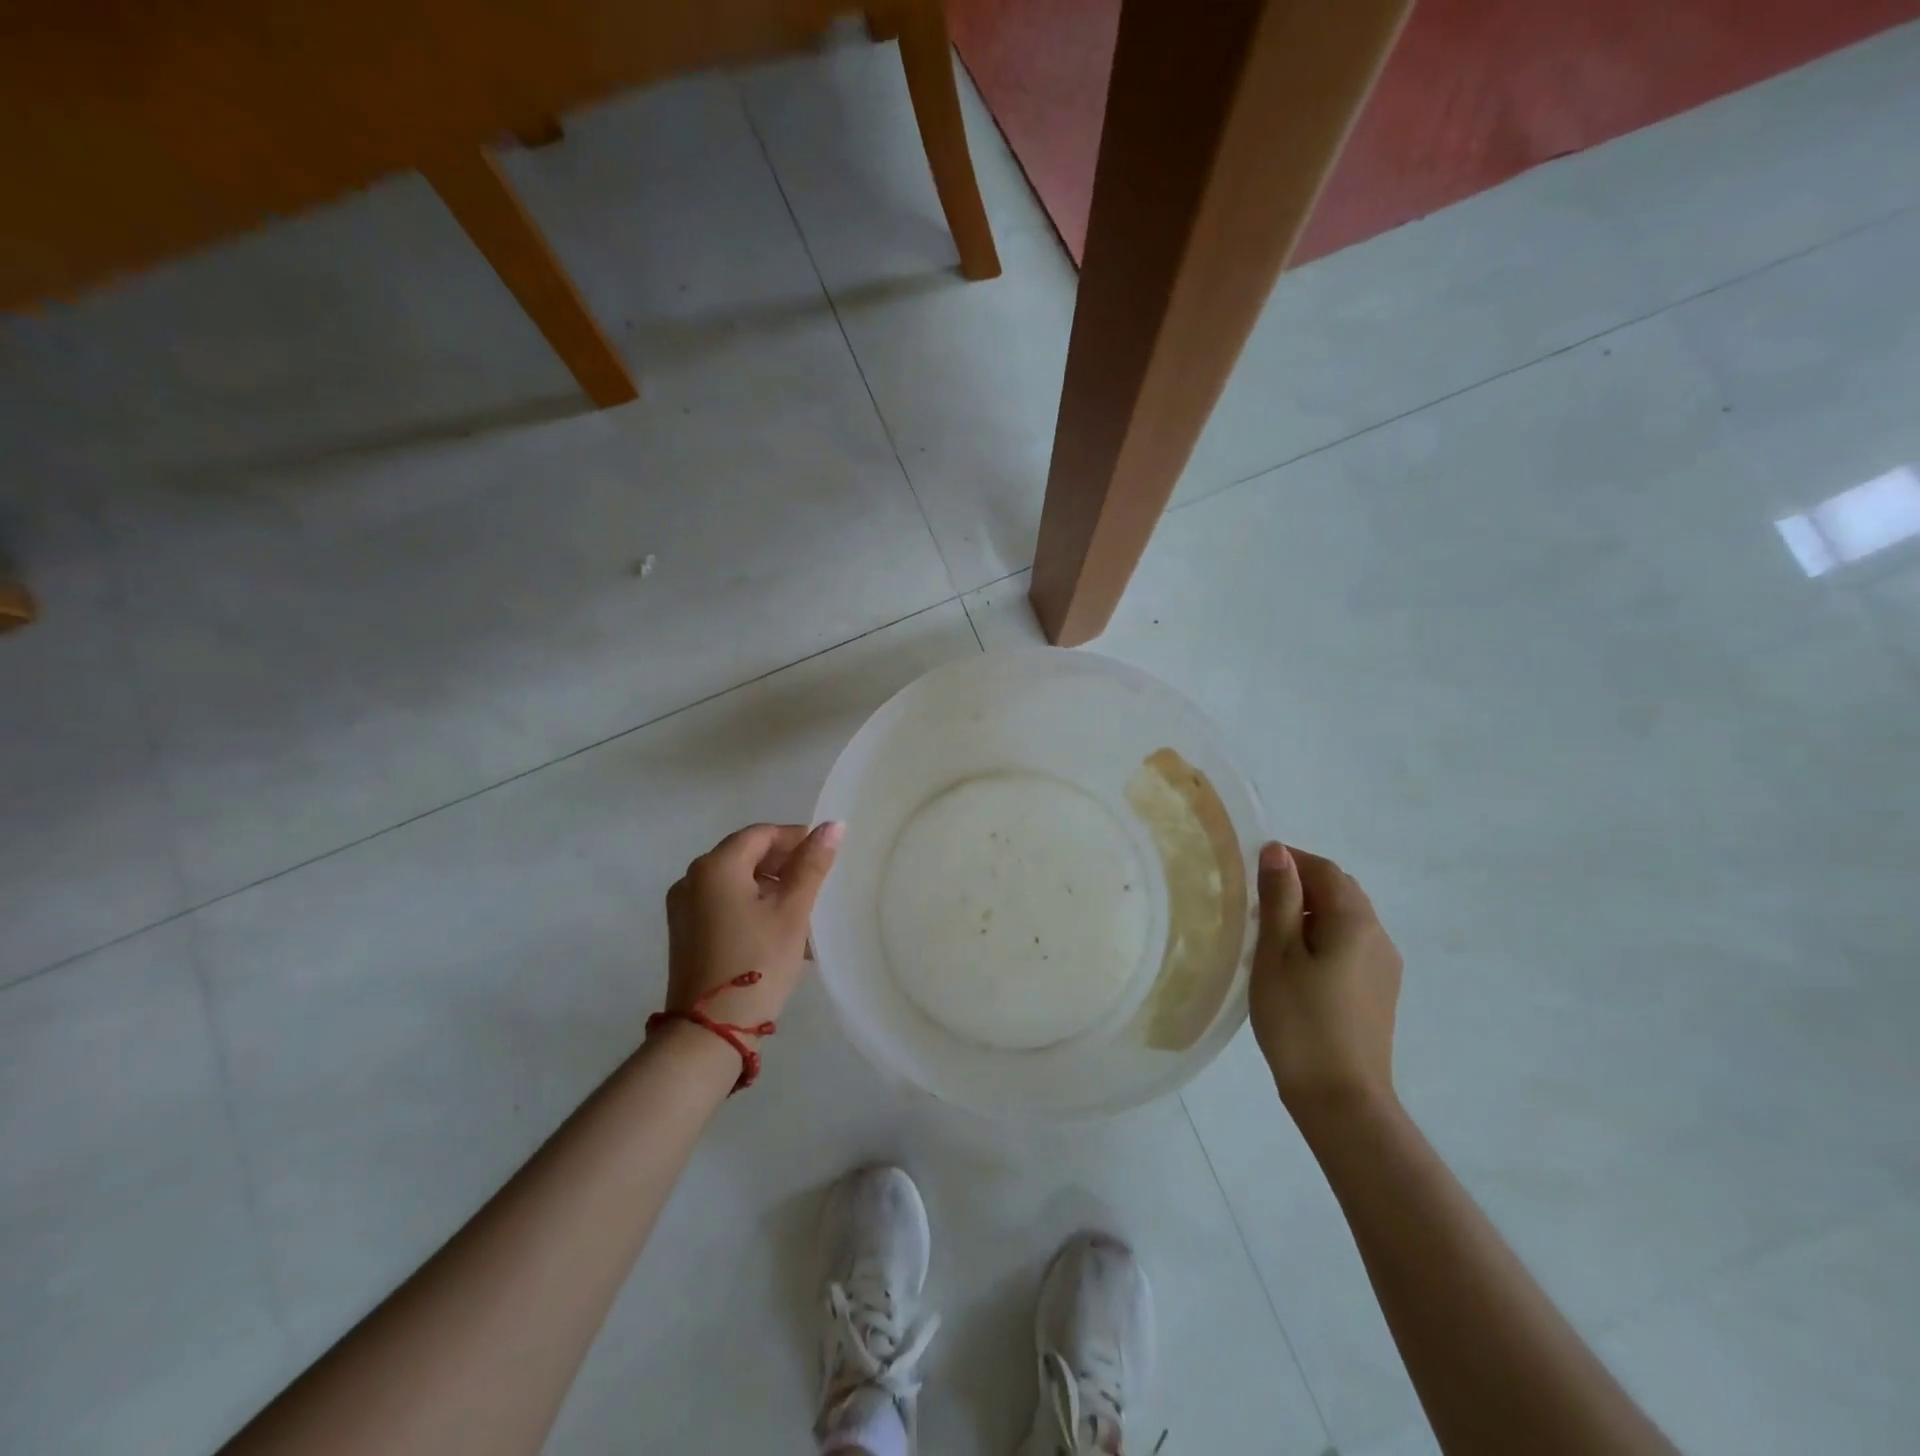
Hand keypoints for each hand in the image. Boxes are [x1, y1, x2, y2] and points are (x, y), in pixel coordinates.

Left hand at [664, 822, 843, 1033]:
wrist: (711, 1030)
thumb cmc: (758, 962)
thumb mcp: (793, 911)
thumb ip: (812, 864)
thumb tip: (833, 825)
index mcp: (716, 866)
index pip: (761, 834)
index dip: (796, 839)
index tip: (824, 857)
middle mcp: (692, 878)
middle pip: (746, 855)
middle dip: (783, 865)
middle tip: (816, 885)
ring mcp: (683, 907)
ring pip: (735, 881)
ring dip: (769, 888)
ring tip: (801, 912)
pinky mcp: (684, 932)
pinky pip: (722, 903)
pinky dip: (750, 906)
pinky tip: (776, 930)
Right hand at [1250, 841, 1402, 1122]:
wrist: (1341, 1098)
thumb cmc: (1299, 1020)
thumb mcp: (1277, 953)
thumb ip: (1279, 898)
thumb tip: (1277, 851)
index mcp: (1355, 921)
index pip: (1324, 870)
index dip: (1288, 861)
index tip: (1251, 874)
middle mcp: (1379, 935)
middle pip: (1339, 890)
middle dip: (1299, 885)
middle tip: (1256, 904)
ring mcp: (1384, 966)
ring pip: (1345, 918)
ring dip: (1310, 912)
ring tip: (1270, 935)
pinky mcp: (1380, 990)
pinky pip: (1350, 944)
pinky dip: (1322, 937)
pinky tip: (1296, 965)